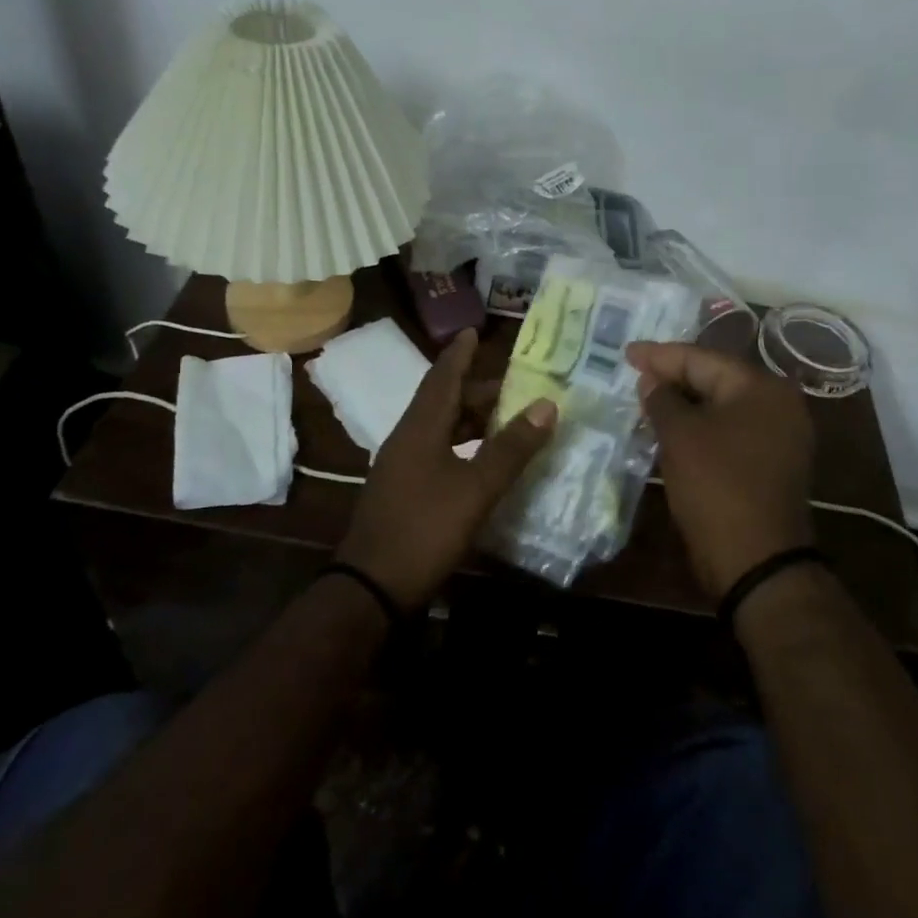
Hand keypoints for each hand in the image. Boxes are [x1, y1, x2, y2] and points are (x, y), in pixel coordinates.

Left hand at [336, 329, 556, 611]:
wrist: (370, 587)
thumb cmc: (425, 529)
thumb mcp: (476, 488)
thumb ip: (511, 447)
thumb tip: (547, 404)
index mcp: (420, 428)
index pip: (442, 376)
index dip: (460, 353)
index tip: (474, 330)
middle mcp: (407, 438)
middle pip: (442, 401)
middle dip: (475, 390)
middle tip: (512, 386)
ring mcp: (400, 466)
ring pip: (439, 428)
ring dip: (469, 419)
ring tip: (504, 419)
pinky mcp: (402, 490)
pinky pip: (435, 450)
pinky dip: (461, 444)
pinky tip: (480, 459)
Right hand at [626, 342, 814, 601]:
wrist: (756, 560)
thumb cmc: (717, 486)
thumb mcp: (680, 436)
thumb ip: (662, 399)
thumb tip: (651, 379)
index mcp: (761, 387)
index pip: (702, 358)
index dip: (660, 355)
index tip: (626, 353)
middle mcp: (778, 404)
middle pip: (716, 378)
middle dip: (673, 376)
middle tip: (635, 372)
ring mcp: (780, 435)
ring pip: (722, 406)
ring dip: (685, 403)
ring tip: (647, 397)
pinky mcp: (772, 462)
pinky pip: (730, 429)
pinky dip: (701, 425)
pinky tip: (672, 427)